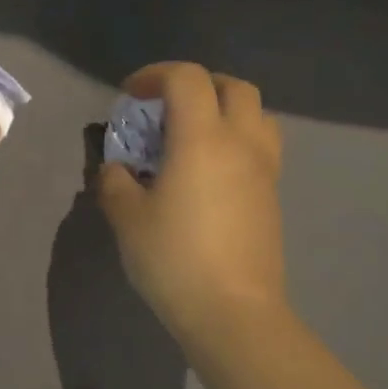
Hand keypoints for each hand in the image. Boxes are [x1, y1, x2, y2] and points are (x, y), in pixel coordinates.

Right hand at [97, 62, 288, 348]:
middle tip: (166, 107)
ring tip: (192, 135)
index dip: (154, 75)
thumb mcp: (126, 218)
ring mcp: (264, 170)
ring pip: (257, 114)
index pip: (186, 79)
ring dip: (224, 109)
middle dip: (197, 84)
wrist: (233, 313)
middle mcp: (241, 143)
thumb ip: (115, 182)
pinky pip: (260, 146)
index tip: (130, 96)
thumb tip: (117, 169)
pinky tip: (208, 171)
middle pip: (233, 86)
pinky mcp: (272, 196)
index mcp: (202, 139)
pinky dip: (235, 139)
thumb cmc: (174, 259)